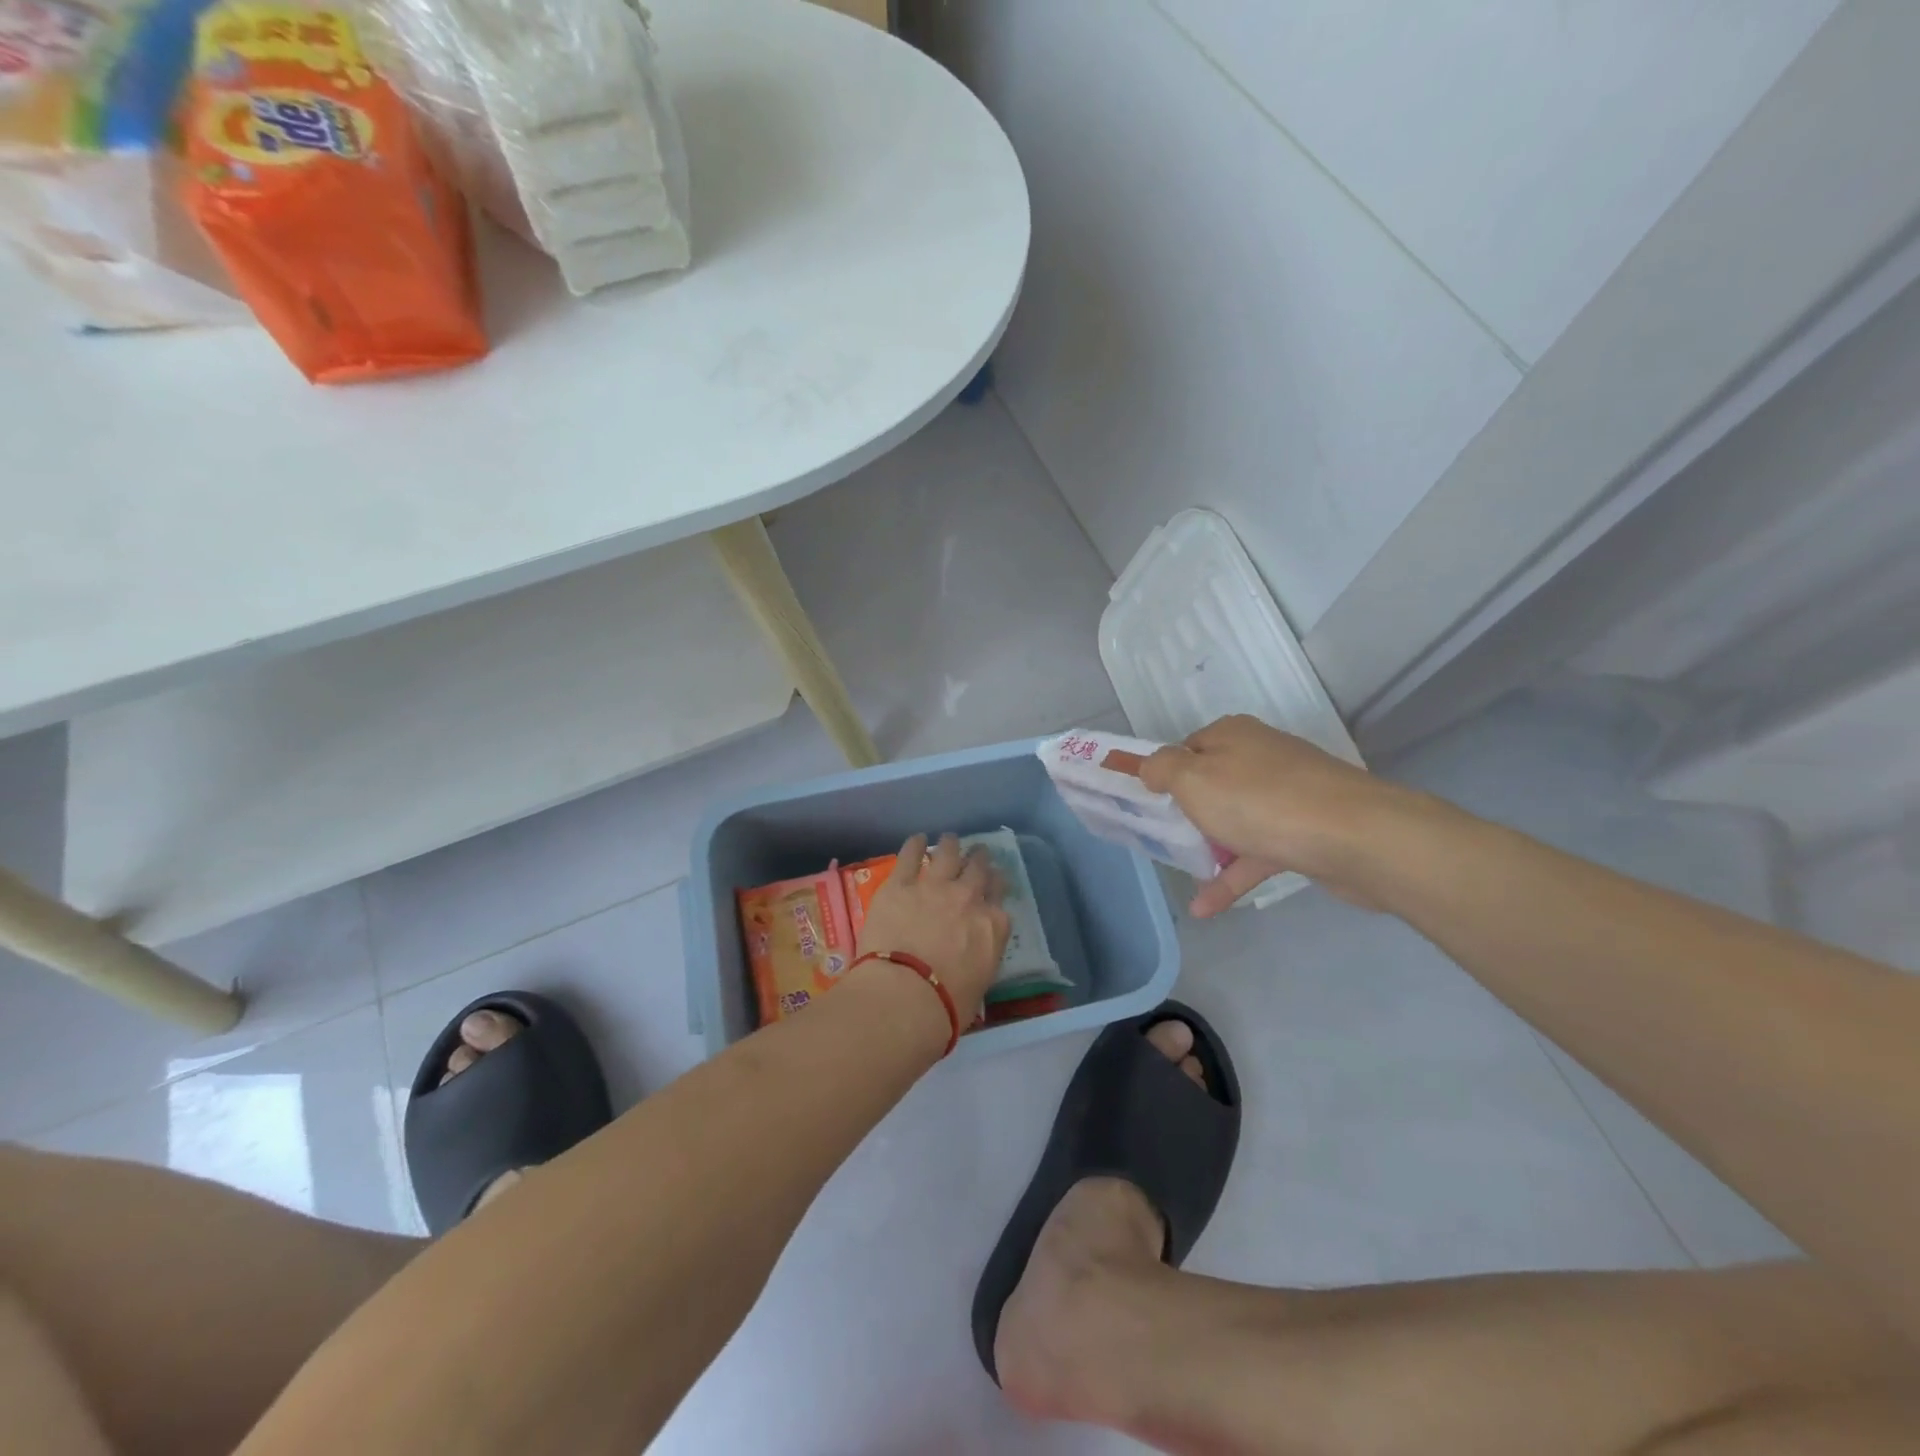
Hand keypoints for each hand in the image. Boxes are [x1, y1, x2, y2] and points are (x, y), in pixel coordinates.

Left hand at [854, 834, 1009, 1023]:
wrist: (906, 995)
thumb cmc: (946, 1006)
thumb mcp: (979, 985)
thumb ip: (978, 962)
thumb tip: (969, 964)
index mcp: (992, 926)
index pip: (1000, 898)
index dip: (997, 885)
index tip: (995, 882)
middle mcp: (968, 898)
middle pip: (978, 869)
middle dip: (979, 859)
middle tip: (977, 854)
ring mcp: (934, 887)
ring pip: (948, 854)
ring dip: (950, 846)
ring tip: (949, 840)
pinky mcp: (900, 885)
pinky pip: (910, 856)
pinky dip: (914, 845)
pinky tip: (916, 839)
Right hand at [1140, 715, 1412, 916]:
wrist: (1356, 837)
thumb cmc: (1261, 801)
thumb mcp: (1193, 778)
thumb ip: (1161, 769)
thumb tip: (1149, 766)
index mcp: (1232, 736)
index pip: (1186, 747)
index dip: (1165, 773)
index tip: (1146, 802)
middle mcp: (1260, 758)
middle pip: (1212, 783)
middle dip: (1186, 811)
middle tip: (1160, 837)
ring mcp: (1287, 795)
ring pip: (1235, 819)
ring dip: (1208, 847)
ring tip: (1182, 873)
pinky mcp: (1306, 831)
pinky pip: (1257, 853)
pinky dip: (1232, 876)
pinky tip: (1207, 908)